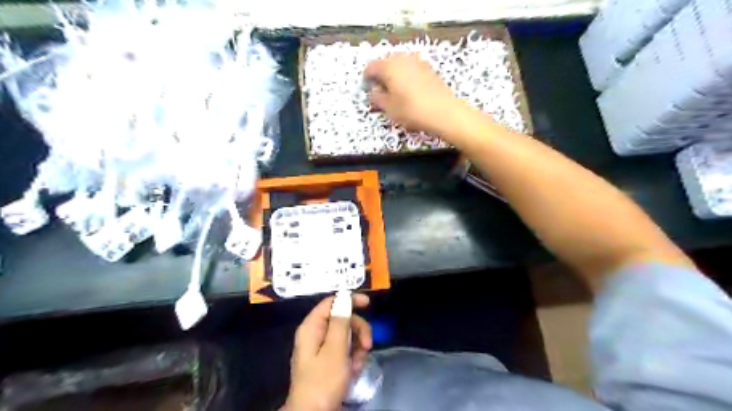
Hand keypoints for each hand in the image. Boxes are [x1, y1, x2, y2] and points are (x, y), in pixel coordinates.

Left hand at [280, 292, 371, 410]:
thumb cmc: (323, 381)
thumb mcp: (335, 349)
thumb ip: (340, 322)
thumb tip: (344, 298)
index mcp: (312, 327)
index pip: (331, 302)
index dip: (350, 300)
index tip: (368, 304)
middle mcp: (315, 334)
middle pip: (342, 319)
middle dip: (358, 330)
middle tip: (367, 345)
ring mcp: (321, 349)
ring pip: (346, 336)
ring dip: (357, 348)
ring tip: (357, 365)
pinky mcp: (328, 362)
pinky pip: (345, 351)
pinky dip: (353, 359)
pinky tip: (354, 371)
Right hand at [362, 51, 467, 136]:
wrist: (443, 112)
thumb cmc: (413, 110)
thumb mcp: (389, 108)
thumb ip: (376, 98)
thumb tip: (373, 92)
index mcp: (389, 65)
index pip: (370, 67)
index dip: (366, 80)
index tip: (367, 91)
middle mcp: (402, 58)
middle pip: (385, 64)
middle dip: (381, 77)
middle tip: (380, 94)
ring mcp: (417, 61)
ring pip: (399, 66)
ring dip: (394, 77)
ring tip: (395, 95)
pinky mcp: (428, 68)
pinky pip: (411, 70)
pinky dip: (406, 78)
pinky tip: (409, 93)